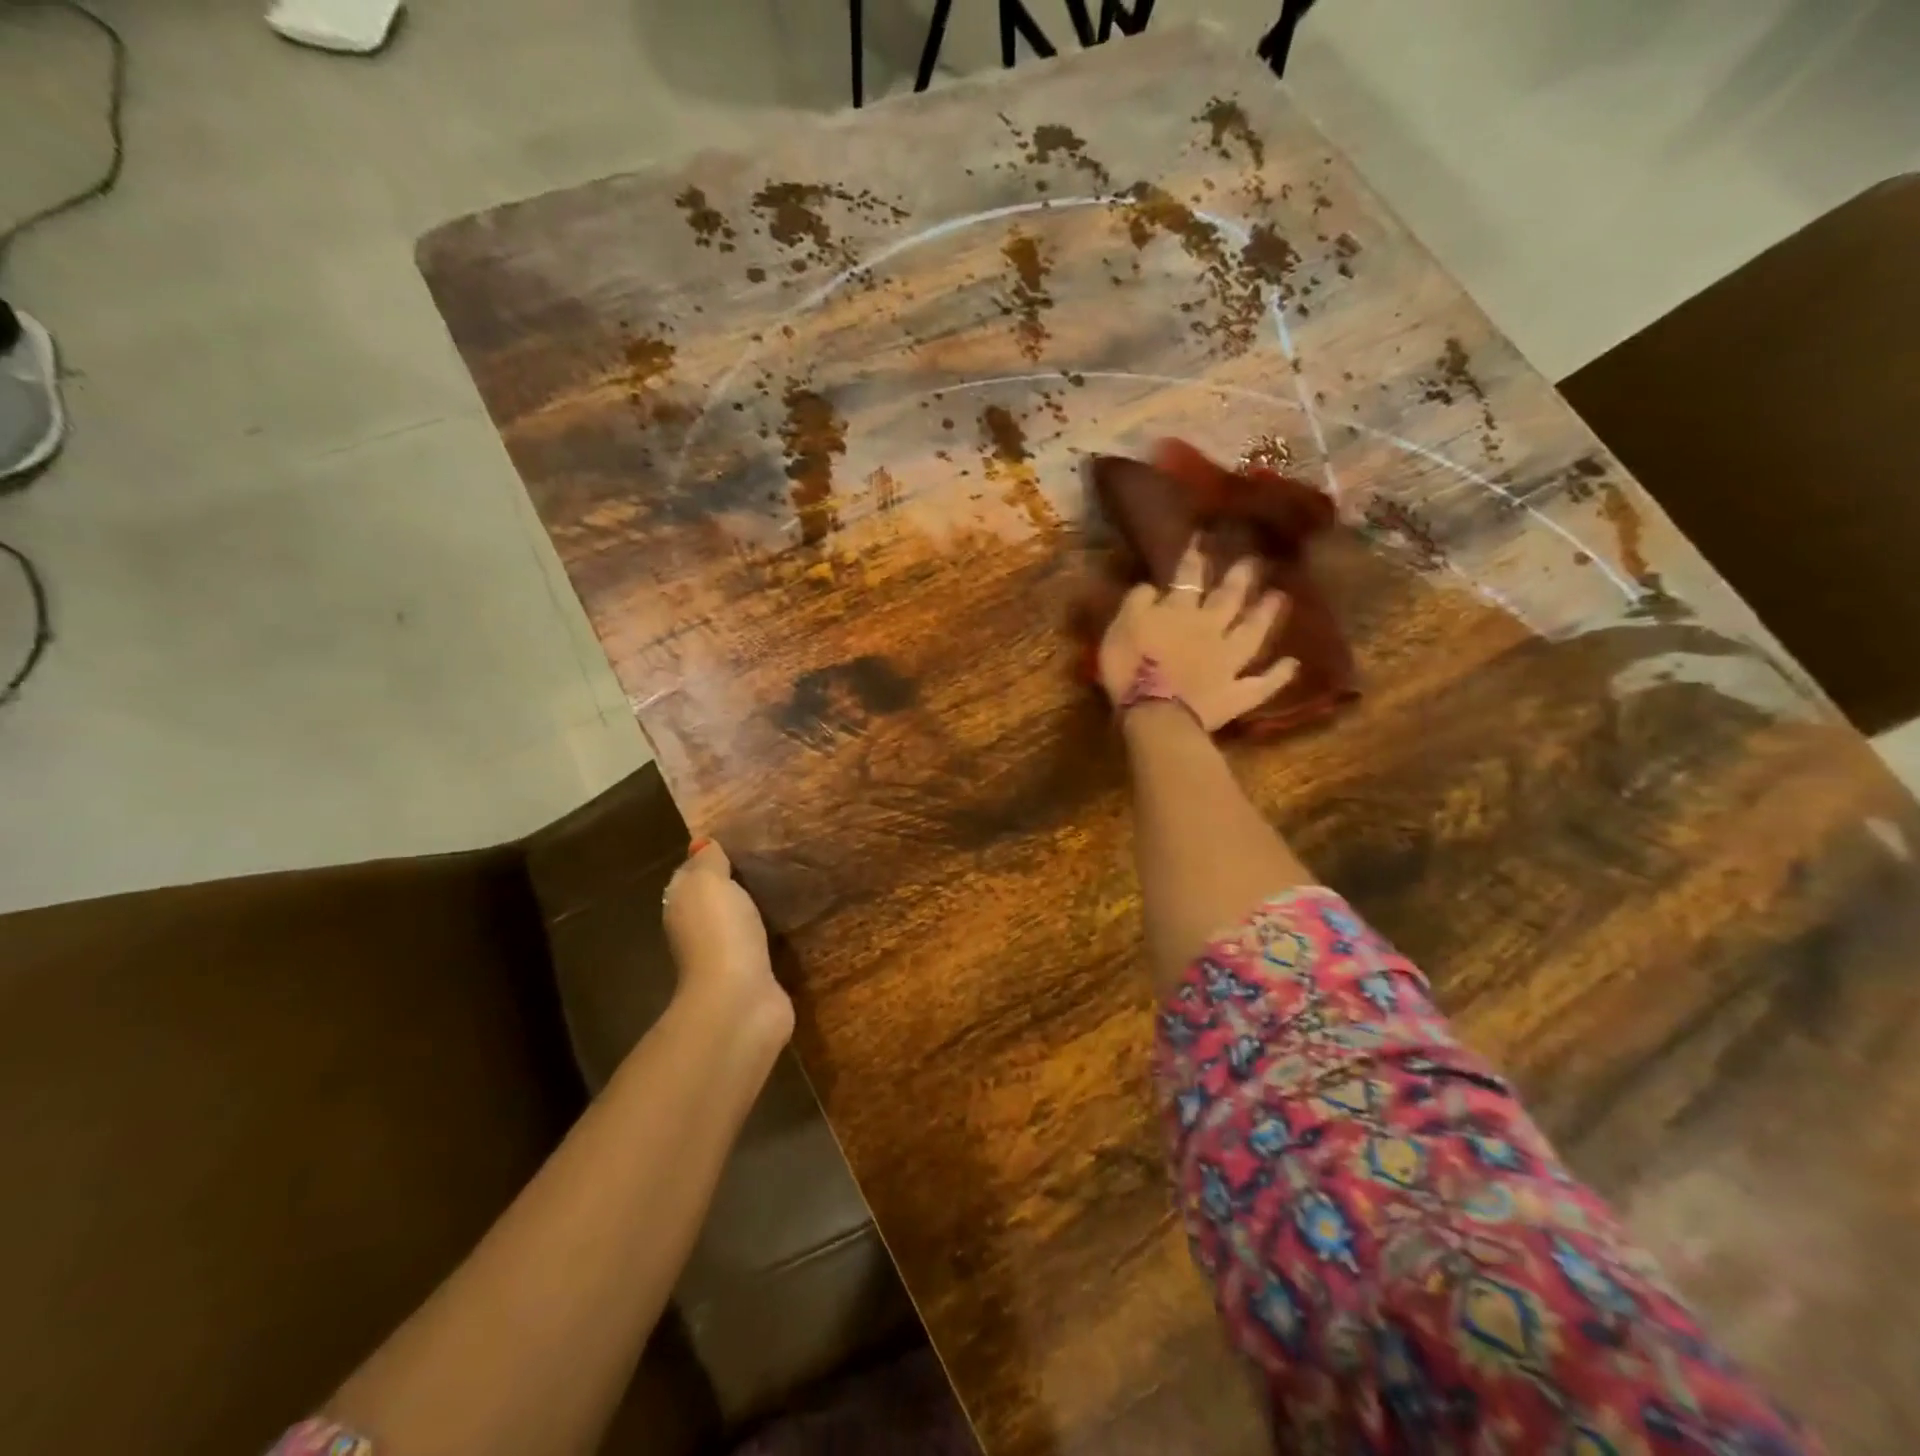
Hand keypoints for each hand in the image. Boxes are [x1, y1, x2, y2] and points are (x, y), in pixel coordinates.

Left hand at [662, 840, 792, 1038]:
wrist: (740, 999)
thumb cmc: (720, 932)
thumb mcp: (709, 882)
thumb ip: (708, 861)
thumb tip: (703, 844)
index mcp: (682, 906)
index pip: (692, 874)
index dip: (711, 858)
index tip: (744, 839)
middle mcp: (699, 931)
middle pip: (717, 900)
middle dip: (739, 883)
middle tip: (775, 858)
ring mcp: (728, 956)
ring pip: (742, 923)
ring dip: (758, 910)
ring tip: (789, 885)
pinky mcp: (756, 975)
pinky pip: (765, 946)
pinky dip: (775, 935)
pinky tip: (794, 921)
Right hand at [1096, 538, 1296, 731]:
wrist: (1156, 713)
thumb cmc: (1130, 668)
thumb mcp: (1120, 627)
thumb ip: (1137, 603)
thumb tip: (1153, 586)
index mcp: (1179, 612)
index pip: (1188, 578)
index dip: (1194, 558)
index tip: (1202, 539)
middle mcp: (1211, 629)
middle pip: (1228, 599)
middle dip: (1239, 578)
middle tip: (1253, 561)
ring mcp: (1229, 662)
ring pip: (1252, 633)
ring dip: (1265, 615)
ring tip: (1280, 597)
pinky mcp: (1236, 693)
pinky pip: (1262, 683)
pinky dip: (1278, 675)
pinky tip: (1292, 664)